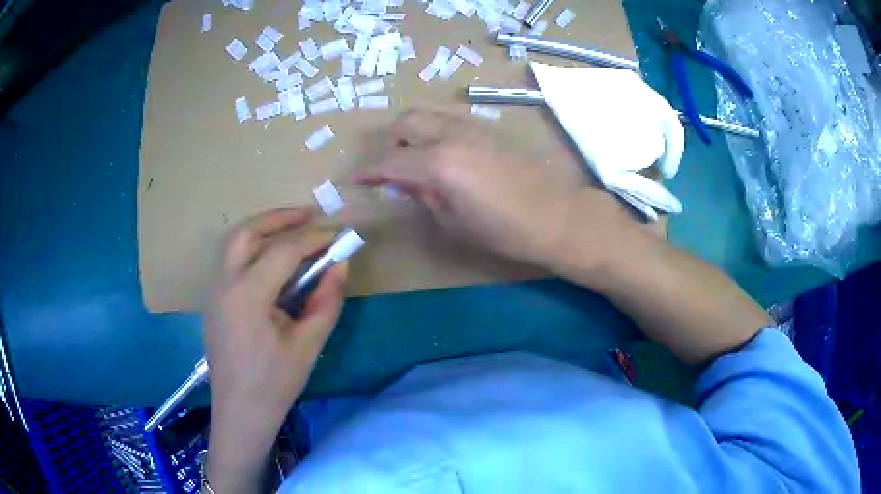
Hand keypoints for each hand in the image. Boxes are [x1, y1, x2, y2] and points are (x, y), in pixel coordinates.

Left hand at [203, 208, 346, 492]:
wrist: (240, 410)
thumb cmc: (275, 383)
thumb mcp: (308, 345)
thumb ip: (326, 300)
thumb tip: (341, 264)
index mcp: (247, 295)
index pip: (283, 251)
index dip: (314, 238)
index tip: (338, 234)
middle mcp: (224, 283)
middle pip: (247, 232)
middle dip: (279, 218)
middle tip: (309, 215)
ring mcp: (213, 290)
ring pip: (234, 242)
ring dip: (263, 229)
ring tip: (292, 229)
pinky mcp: (213, 299)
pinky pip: (231, 260)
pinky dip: (252, 248)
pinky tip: (272, 260)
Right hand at [356, 109, 654, 273]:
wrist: (555, 216)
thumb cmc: (504, 230)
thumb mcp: (453, 221)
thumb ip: (422, 194)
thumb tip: (402, 181)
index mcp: (438, 163)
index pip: (389, 161)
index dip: (368, 172)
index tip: (355, 180)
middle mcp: (450, 134)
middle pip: (405, 122)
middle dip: (390, 143)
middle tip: (392, 170)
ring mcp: (472, 125)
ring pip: (427, 113)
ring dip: (412, 132)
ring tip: (417, 160)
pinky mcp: (488, 126)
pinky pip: (449, 117)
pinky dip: (435, 129)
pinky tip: (444, 153)